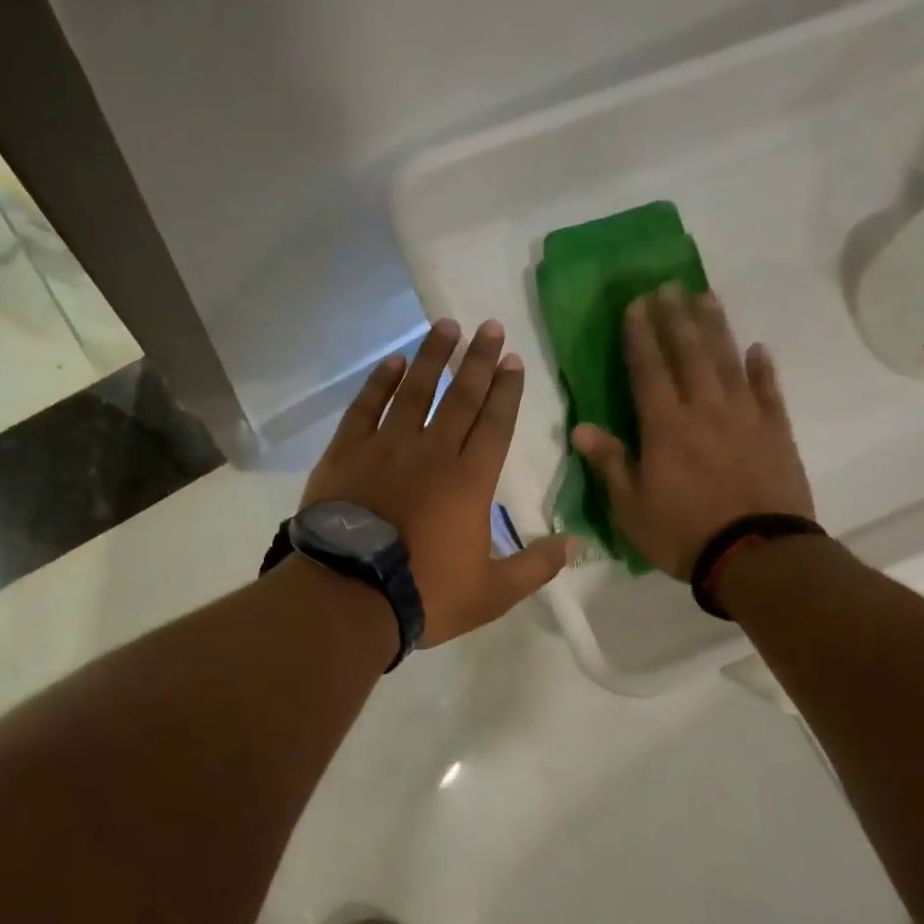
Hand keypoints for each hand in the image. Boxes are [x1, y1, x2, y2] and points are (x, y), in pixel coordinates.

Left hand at [303, 318, 573, 647]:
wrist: (348, 596)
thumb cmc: (425, 594)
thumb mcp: (492, 593)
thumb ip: (535, 566)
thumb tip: (576, 543)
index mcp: (470, 481)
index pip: (495, 424)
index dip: (506, 390)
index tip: (512, 359)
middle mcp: (432, 452)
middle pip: (460, 397)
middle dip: (478, 360)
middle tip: (489, 327)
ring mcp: (386, 447)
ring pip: (414, 391)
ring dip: (432, 358)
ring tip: (446, 327)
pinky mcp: (347, 453)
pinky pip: (366, 407)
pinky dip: (379, 382)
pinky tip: (392, 362)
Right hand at [572, 285, 814, 580]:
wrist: (756, 555)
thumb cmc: (683, 533)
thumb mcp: (630, 507)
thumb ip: (610, 462)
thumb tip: (581, 427)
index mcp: (665, 427)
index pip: (649, 370)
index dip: (641, 335)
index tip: (636, 304)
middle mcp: (705, 410)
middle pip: (689, 353)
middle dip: (676, 317)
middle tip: (669, 286)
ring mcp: (745, 417)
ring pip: (728, 361)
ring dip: (716, 327)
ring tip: (706, 296)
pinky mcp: (776, 432)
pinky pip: (769, 392)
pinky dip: (762, 368)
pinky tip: (757, 349)